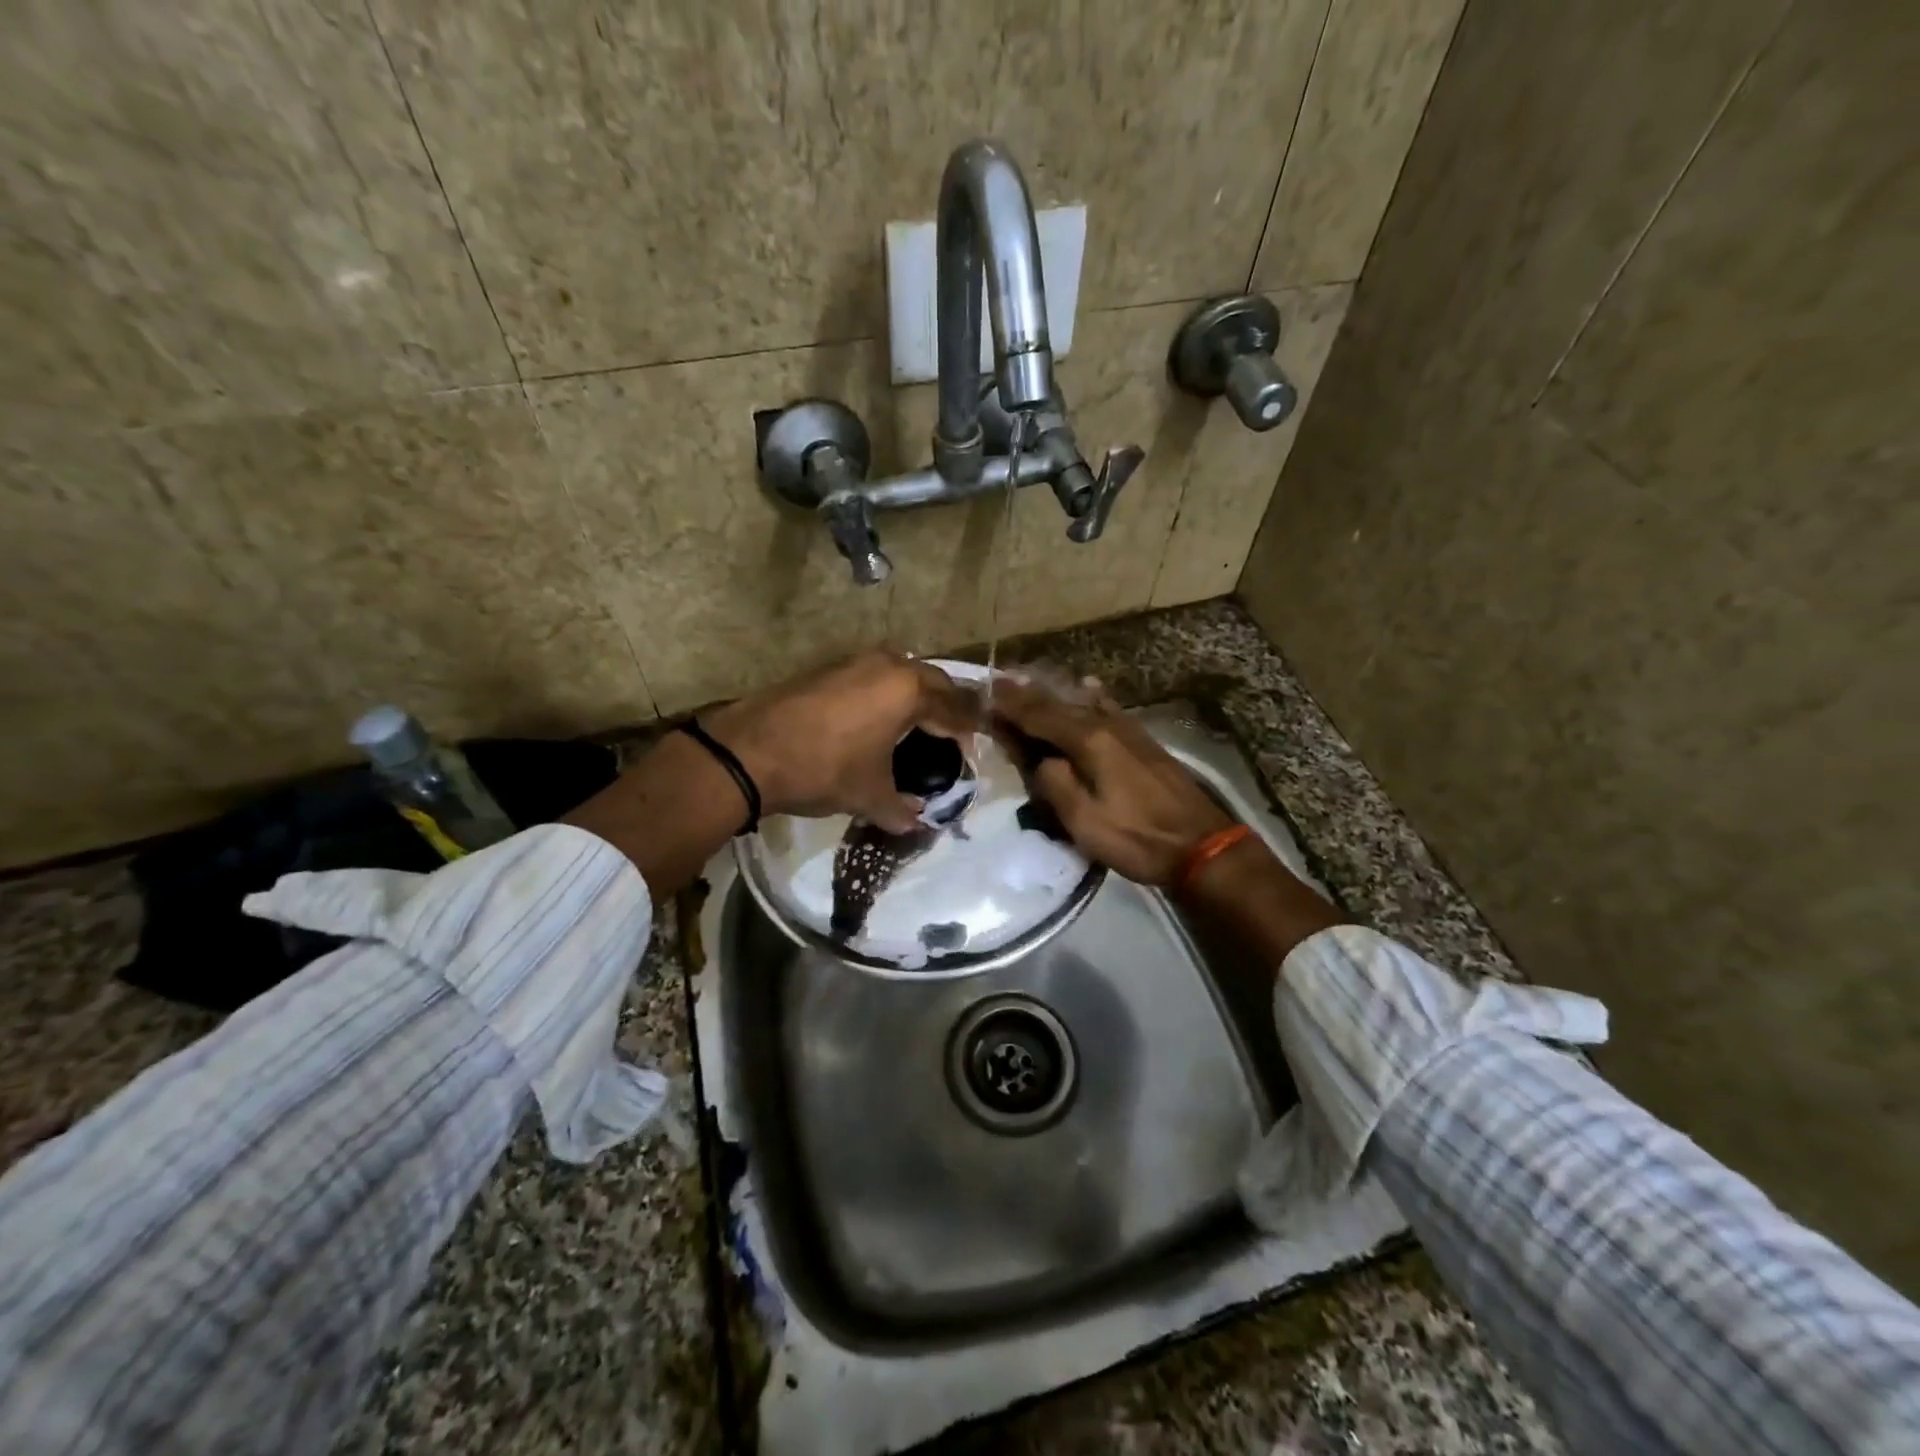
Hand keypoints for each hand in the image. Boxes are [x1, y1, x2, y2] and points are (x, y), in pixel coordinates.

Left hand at [704, 650, 979, 833]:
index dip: (966, 730)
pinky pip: (873, 676)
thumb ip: (901, 809)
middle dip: (946, 706)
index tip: (972, 749)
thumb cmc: (823, 769)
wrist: (748, 751)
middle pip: (932, 681)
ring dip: (915, 695)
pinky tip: (877, 718)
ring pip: (901, 673)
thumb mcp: (868, 795)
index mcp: (908, 690)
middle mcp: (887, 665)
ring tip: (917, 725)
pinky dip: (886, 693)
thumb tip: (917, 822)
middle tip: (951, 734)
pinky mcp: (828, 667)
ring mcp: (854, 661)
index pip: (954, 708)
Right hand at [990, 679, 1233, 885]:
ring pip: (1083, 703)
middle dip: (1027, 694)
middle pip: (1060, 705)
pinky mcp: (1143, 742)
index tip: (986, 693)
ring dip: (1054, 694)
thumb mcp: (1085, 822)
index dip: (1012, 706)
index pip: (1040, 716)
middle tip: (999, 682)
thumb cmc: (1137, 838)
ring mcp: (1129, 731)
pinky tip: (1089, 686)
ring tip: (1031, 683)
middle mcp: (1107, 726)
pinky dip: (1091, 696)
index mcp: (1089, 742)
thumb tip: (1042, 762)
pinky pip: (1108, 708)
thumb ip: (1055, 785)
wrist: (1201, 845)